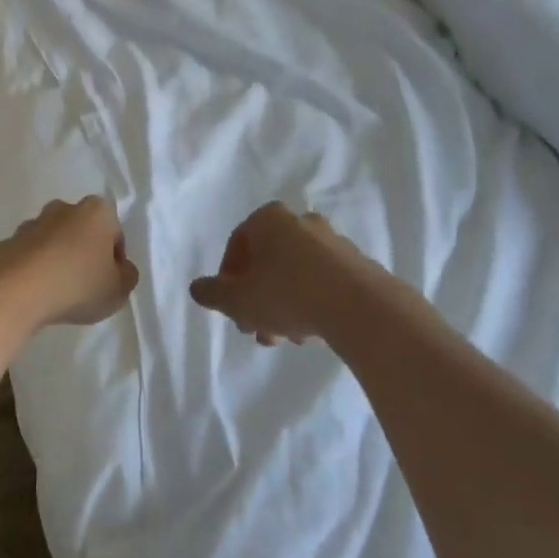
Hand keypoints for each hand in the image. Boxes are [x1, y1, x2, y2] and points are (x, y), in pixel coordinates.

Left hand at [0, 196, 138, 330]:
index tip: (109, 282)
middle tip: (85, 285)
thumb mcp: (118, 290)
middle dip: (84, 253)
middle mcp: (63, 208)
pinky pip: (29, 256)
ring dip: (57, 260)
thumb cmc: (77, 284)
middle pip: (81, 232)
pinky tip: (35, 292)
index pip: (114, 233)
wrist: (15, 289)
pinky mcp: (7, 241)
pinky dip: (33, 269)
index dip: (115, 259)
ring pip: (53, 242)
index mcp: (97, 211)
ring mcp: (32, 223)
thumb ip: (126, 276)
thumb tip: (121, 269)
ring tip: (57, 292)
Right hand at [190, 203, 392, 345]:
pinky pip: (322, 282)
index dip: (228, 279)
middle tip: (254, 328)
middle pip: (267, 262)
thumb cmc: (286, 294)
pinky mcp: (357, 265)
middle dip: (256, 298)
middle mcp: (300, 222)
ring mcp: (332, 242)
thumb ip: (212, 294)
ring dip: (282, 305)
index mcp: (268, 220)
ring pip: (294, 275)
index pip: (237, 245)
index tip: (231, 307)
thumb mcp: (237, 300)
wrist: (360, 307)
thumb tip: (197, 289)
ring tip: (284, 338)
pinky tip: (309, 331)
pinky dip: (310, 303)